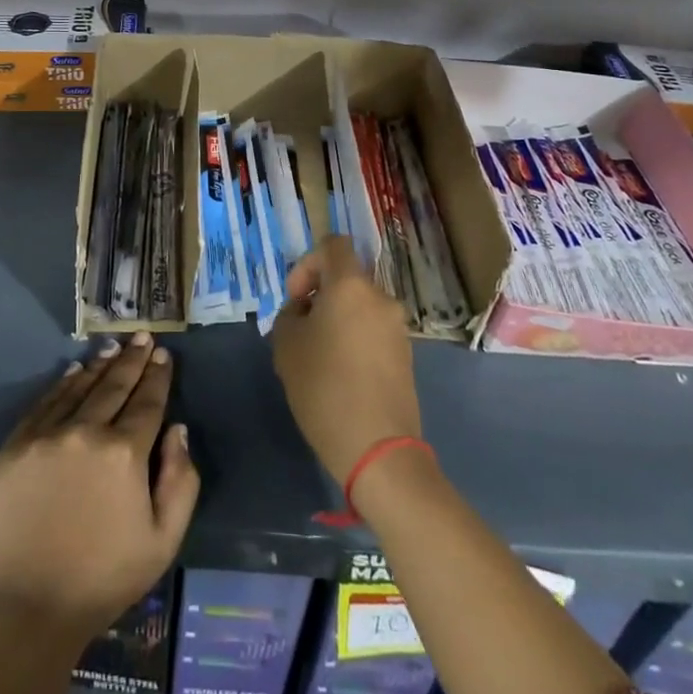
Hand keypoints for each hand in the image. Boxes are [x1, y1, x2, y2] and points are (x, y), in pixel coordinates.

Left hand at [0, 333, 199, 647]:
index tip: (164, 356)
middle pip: (115, 386)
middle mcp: (86, 431)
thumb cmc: (100, 581)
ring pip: (80, 388)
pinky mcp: (15, 445)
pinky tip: (74, 372)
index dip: (158, 377)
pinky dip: (63, 384)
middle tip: (144, 337)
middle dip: (133, 360)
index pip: (147, 402)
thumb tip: (177, 430)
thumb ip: (181, 482)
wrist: (22, 610)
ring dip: (101, 365)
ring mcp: (46, 435)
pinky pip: (45, 403)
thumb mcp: (162, 543)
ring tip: (114, 347)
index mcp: (124, 453)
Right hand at [271, 235, 421, 485]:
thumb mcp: (286, 345)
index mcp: (351, 285)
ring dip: (338, 321)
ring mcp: (398, 327)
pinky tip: (340, 377)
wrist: (378, 449)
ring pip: (360, 308)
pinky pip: (373, 332)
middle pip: (346, 280)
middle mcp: (380, 297)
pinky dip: (355, 341)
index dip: (308, 263)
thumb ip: (290, 315)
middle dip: (321, 298)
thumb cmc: (324, 387)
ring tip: (319, 359)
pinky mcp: (406, 356)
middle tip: (301, 333)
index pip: (333, 245)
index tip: (297, 299)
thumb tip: (305, 312)